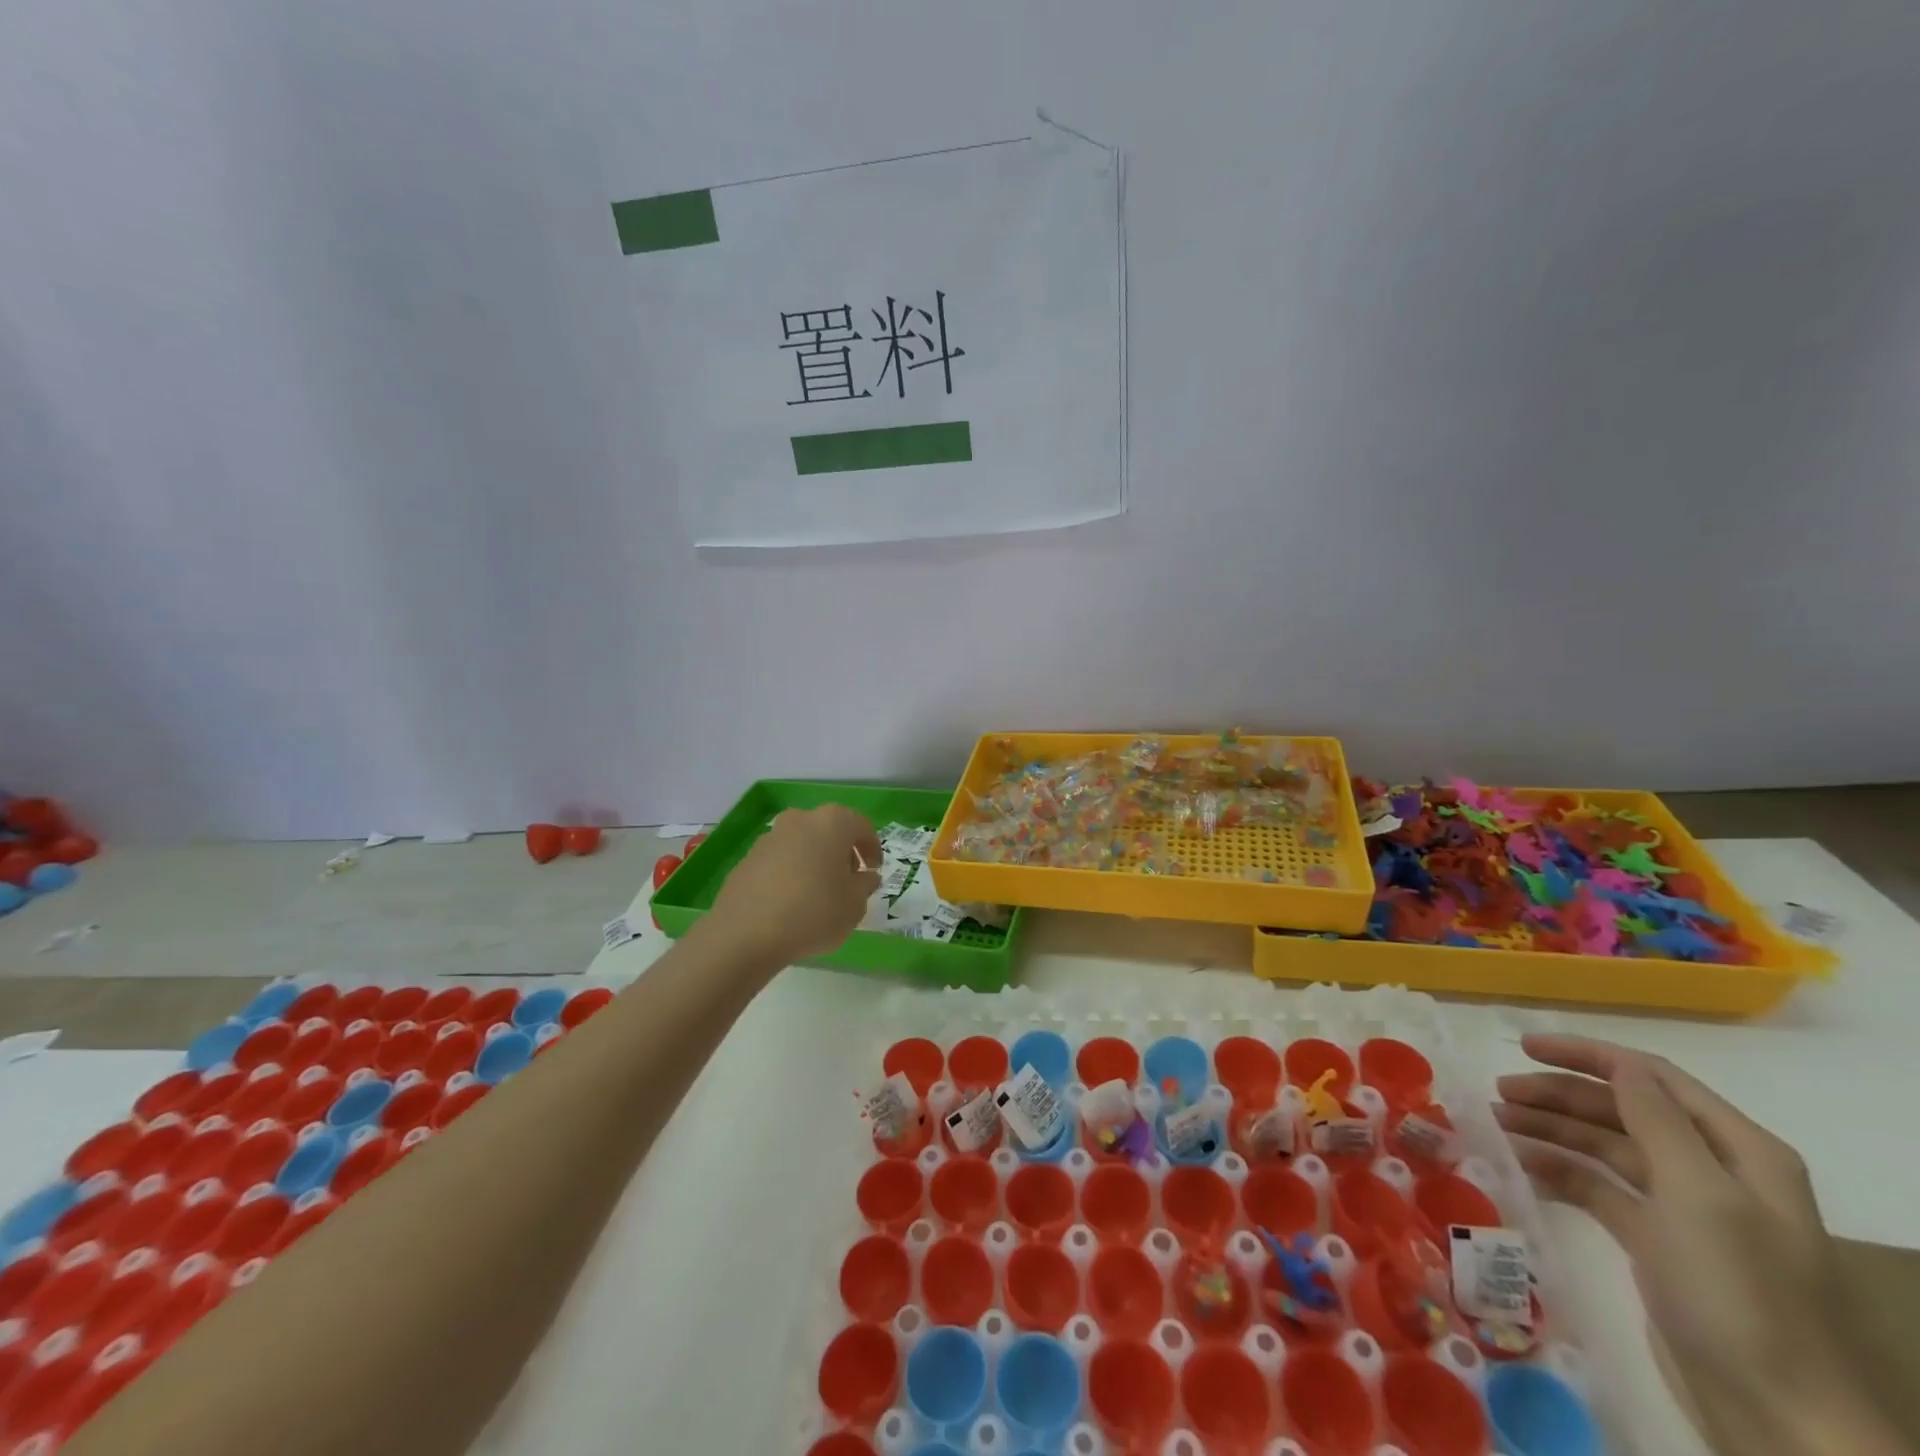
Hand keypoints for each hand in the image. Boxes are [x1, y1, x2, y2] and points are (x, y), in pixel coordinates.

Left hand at [705, 805, 881, 967]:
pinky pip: (781, 860)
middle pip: (830, 830)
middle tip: (849, 880)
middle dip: (842, 852)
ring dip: (815, 861)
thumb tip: (866, 877)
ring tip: (819, 892)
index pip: (861, 826)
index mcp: (832, 822)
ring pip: (803, 843)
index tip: (874, 870)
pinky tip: (792, 900)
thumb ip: (865, 886)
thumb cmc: (813, 913)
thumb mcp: (854, 905)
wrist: (745, 934)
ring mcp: (770, 837)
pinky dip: (791, 872)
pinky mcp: (748, 858)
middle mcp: (800, 820)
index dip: (872, 848)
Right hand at [1496, 1035, 1907, 1455]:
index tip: (1522, 1046)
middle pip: (1622, 1110)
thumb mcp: (1700, 1195)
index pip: (1651, 1078)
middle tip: (1499, 1092)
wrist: (1780, 1416)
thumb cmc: (1741, 1291)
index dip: (1586, 1055)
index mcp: (1739, 1151)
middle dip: (1558, 1095)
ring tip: (1497, 1124)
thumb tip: (1618, 1064)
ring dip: (1551, 1129)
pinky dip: (1560, 1172)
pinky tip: (1521, 1167)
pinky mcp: (1658, 1244)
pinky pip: (1599, 1189)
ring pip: (1605, 1147)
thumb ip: (1656, 1120)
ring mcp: (1685, 1210)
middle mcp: (1713, 1171)